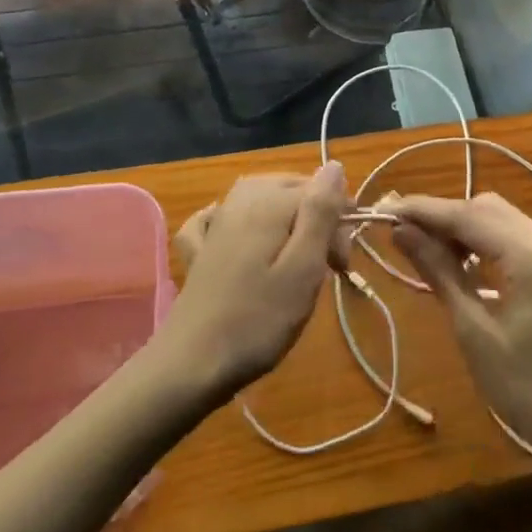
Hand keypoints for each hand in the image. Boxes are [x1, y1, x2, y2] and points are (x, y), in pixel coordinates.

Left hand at [157, 164, 351, 399]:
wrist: (191, 365)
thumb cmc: (258, 321)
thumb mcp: (303, 268)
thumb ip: (320, 212)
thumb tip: (334, 166)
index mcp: (269, 202)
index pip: (321, 191)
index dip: (339, 224)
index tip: (340, 265)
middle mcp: (241, 200)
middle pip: (293, 191)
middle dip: (317, 220)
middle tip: (325, 271)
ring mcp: (215, 222)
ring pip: (262, 199)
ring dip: (286, 222)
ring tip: (295, 261)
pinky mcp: (199, 248)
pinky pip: (220, 217)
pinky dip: (235, 221)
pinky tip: (237, 235)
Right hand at [391, 193, 531, 461]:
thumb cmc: (528, 389)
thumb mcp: (474, 331)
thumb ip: (439, 272)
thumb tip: (402, 232)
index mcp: (529, 254)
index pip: (467, 214)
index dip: (423, 210)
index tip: (385, 209)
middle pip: (485, 208)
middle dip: (443, 216)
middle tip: (404, 235)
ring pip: (501, 218)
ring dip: (464, 226)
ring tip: (428, 250)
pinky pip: (516, 235)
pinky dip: (486, 240)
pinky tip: (465, 263)